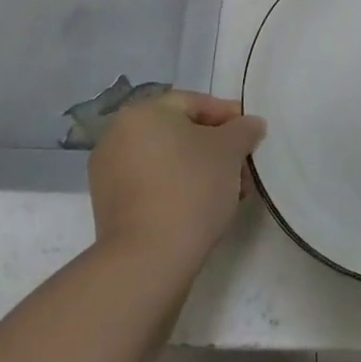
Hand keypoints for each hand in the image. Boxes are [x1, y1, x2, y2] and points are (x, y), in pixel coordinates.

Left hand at [88, 90, 265, 274]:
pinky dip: (178, 187)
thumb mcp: (230, 150)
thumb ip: (244, 129)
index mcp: (141, 112)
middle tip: (243, 166)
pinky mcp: (110, 206)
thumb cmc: (191, 188)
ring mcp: (109, 172)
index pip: (194, 102)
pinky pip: (152, 184)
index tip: (251, 135)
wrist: (149, 259)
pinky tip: (203, 206)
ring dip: (200, 169)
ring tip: (230, 191)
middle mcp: (117, 135)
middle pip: (180, 131)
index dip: (228, 116)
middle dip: (216, 147)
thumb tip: (250, 125)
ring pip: (167, 159)